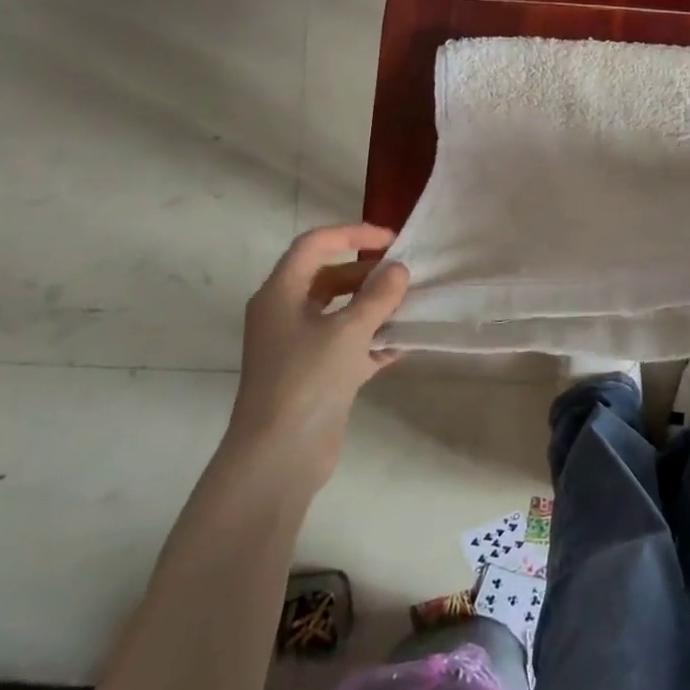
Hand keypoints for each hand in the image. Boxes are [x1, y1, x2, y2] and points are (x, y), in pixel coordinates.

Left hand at [226, 224, 409, 493]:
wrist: (279, 455)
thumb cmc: (307, 380)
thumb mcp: (348, 331)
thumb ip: (378, 296)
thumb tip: (398, 270)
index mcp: (280, 294)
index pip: (315, 245)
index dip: (352, 234)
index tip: (391, 240)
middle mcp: (284, 315)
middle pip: (328, 278)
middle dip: (367, 274)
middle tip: (405, 276)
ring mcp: (298, 347)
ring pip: (339, 313)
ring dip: (373, 308)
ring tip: (410, 306)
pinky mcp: (314, 376)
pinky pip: (346, 346)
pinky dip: (371, 342)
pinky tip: (402, 346)